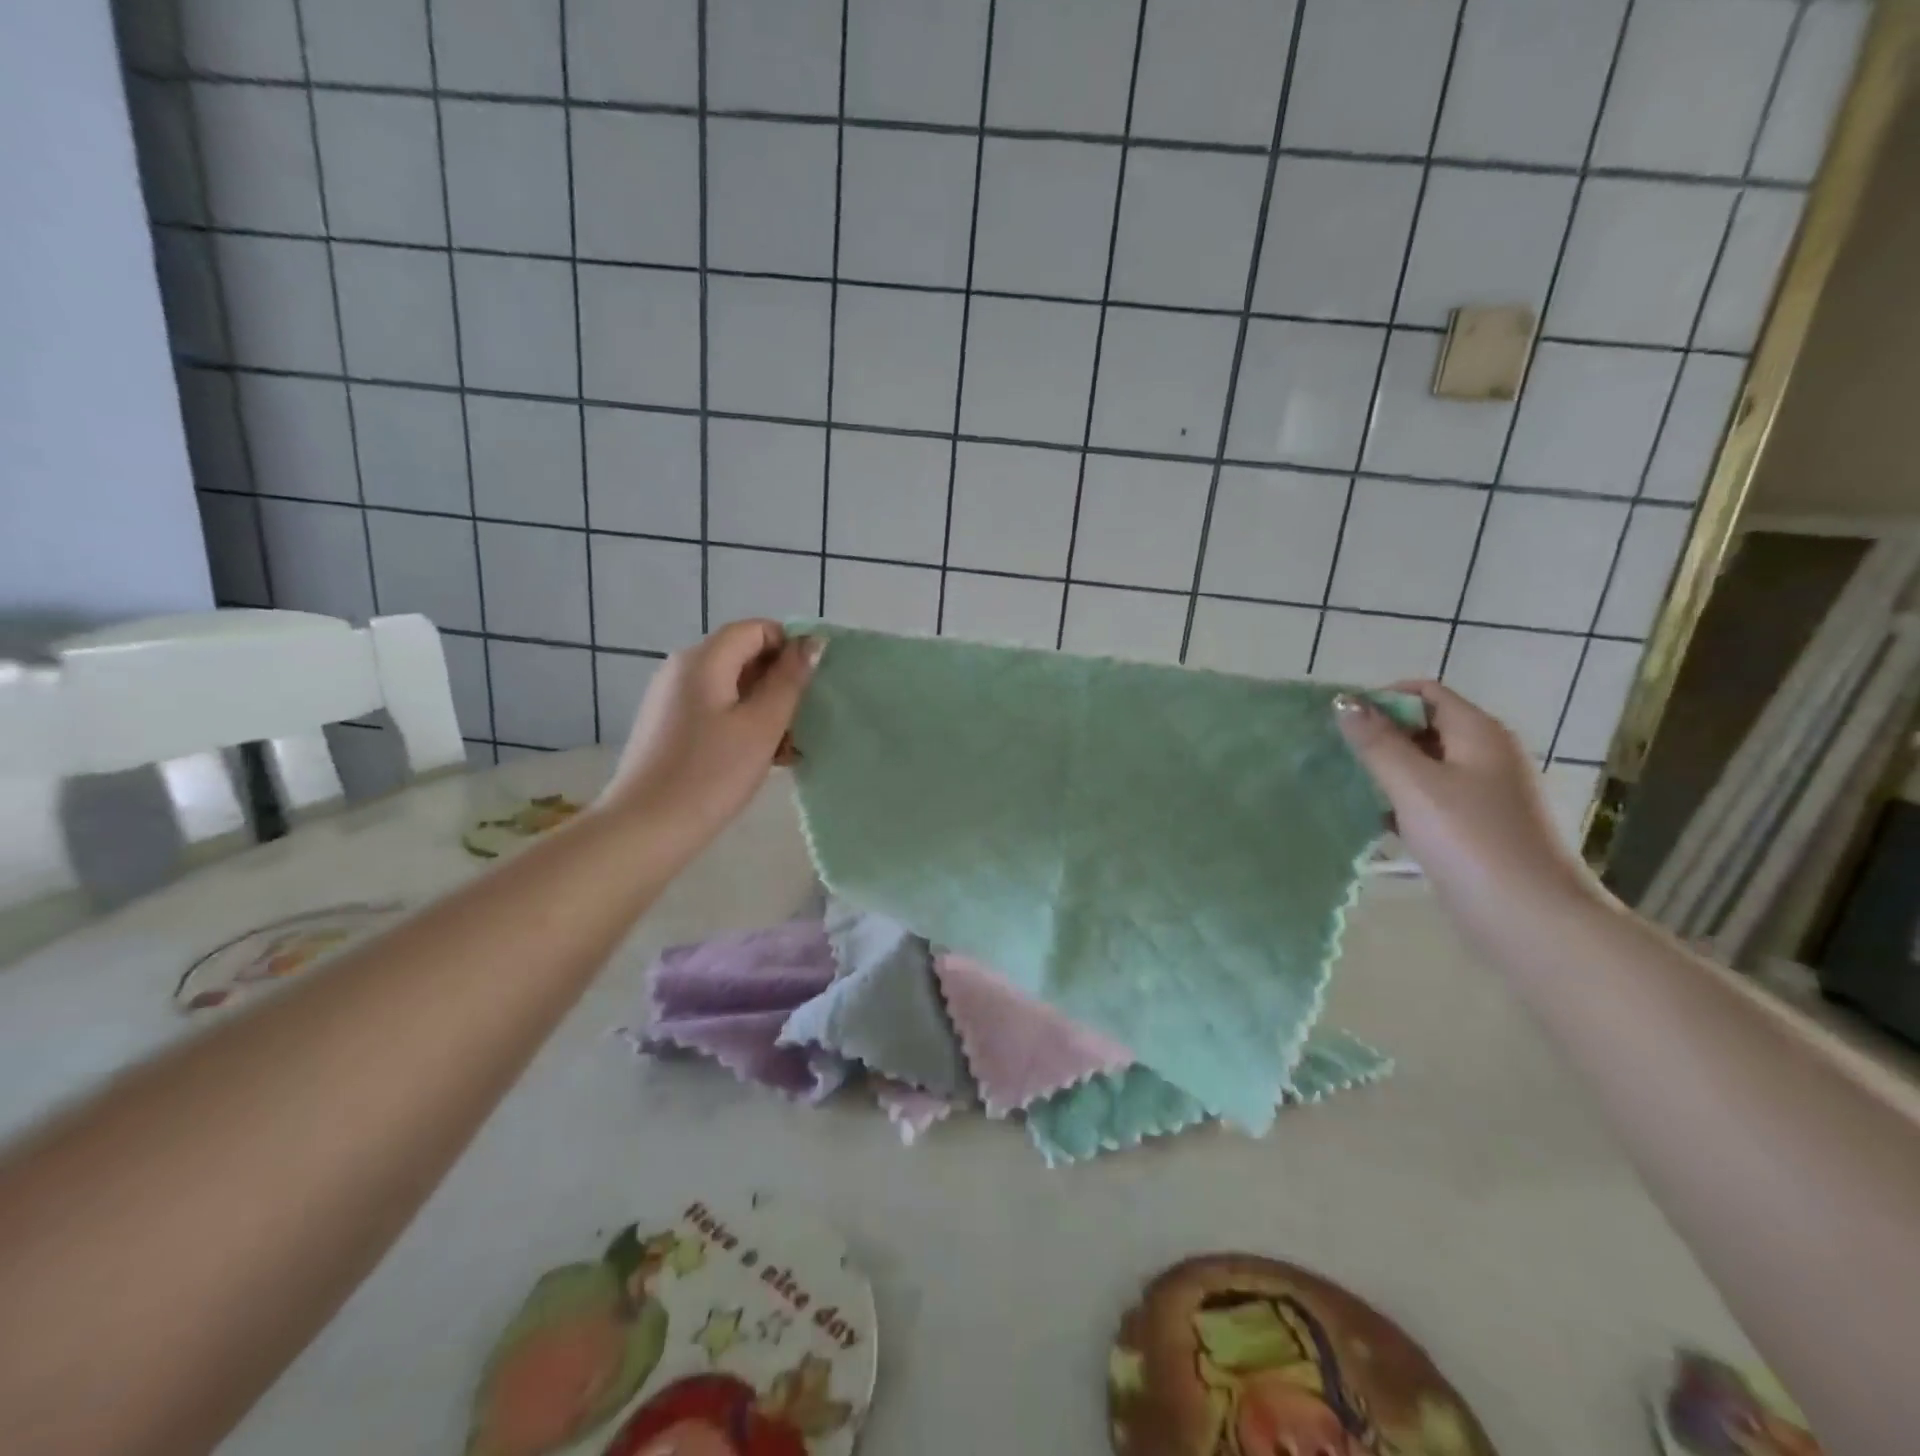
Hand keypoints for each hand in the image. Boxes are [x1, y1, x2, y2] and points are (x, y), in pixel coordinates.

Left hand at [598, 620, 820, 842]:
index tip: (813, 682)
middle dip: (779, 681)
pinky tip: (763, 757)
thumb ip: (790, 680)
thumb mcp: (762, 725)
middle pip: (742, 656)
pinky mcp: (669, 726)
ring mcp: (672, 699)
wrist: (646, 828)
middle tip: (805, 718)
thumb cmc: (711, 773)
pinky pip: (715, 710)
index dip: (790, 646)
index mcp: (703, 659)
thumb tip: (812, 643)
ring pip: (731, 687)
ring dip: (765, 707)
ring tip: (789, 746)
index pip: (756, 629)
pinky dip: (743, 723)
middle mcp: (682, 669)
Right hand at [1334, 681, 1605, 929]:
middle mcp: (1487, 754)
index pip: (1426, 693)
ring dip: (1388, 769)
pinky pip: (1432, 798)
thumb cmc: (1471, 841)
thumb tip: (1344, 702)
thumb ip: (1377, 743)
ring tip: (1349, 785)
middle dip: (1381, 734)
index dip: (1382, 698)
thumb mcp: (1415, 786)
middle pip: (1425, 726)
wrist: (1531, 919)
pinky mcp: (1477, 826)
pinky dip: (1403, 800)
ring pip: (1426, 765)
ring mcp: (1485, 793)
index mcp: (1479, 733)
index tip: (1341, 723)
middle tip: (1337, 755)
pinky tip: (1377, 819)